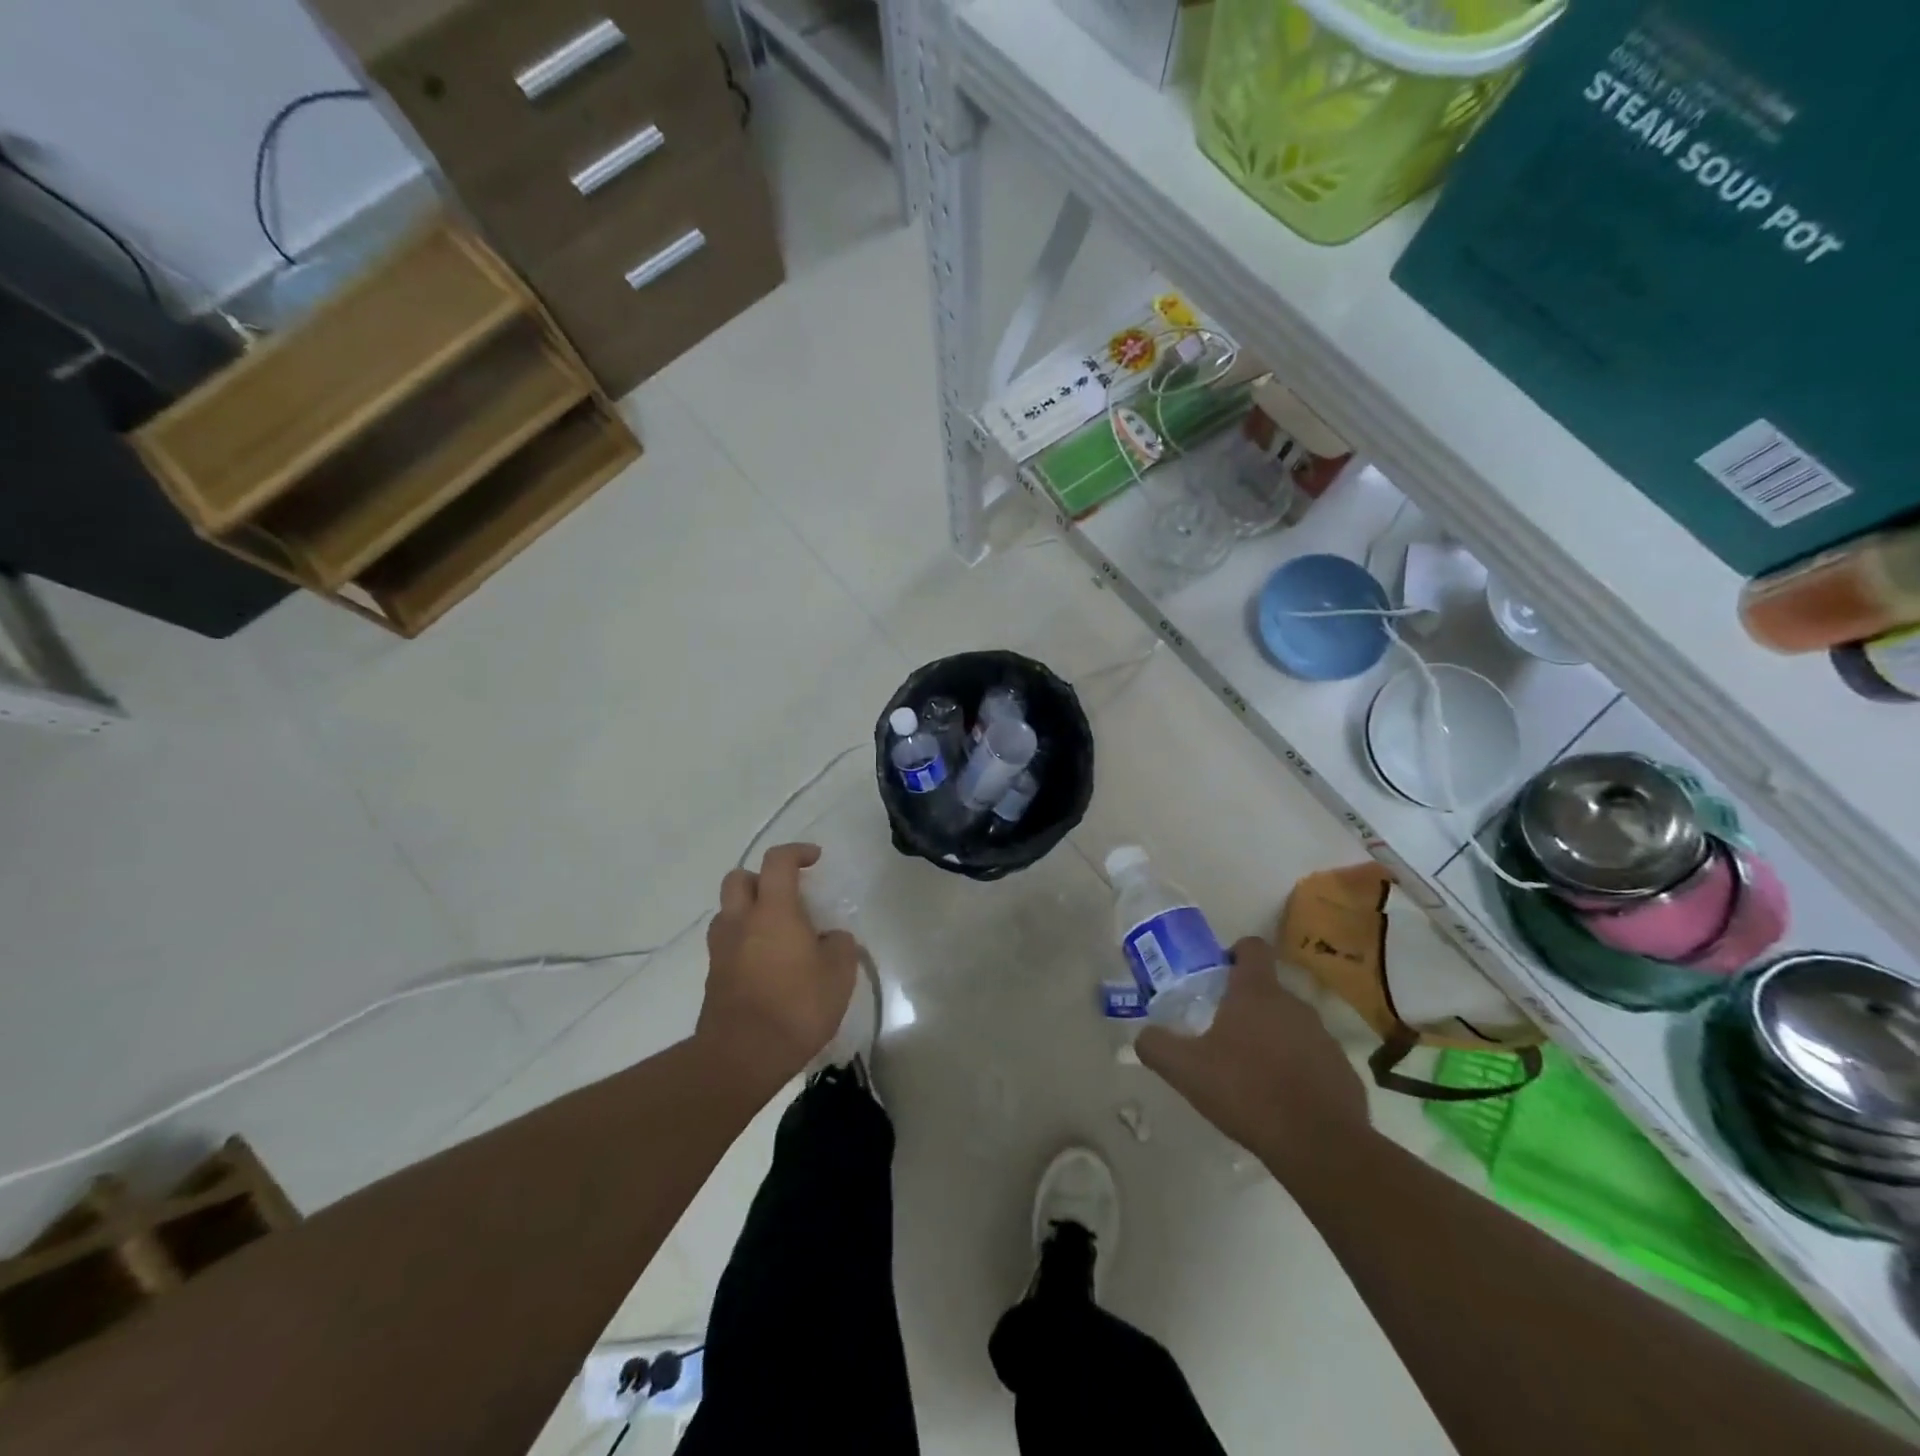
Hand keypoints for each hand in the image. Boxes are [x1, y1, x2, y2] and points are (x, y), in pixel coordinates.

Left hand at [696, 843, 859, 1098]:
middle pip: (739, 878)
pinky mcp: (713, 977)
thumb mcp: (839, 975)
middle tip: (787, 895)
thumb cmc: (796, 1007)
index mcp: (773, 911)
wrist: (741, 1056)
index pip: (778, 862)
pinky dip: (744, 942)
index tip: (815, 859)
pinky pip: (727, 944)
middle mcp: (741, 921)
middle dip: (762, 878)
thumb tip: (831, 938)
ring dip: (749, 911)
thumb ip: (840, 946)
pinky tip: (766, 964)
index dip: (797, 852)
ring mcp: (722, 949)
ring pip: (728, 912)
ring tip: (776, 932)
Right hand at [1137, 937, 1369, 1179]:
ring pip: (1292, 1025)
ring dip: (1273, 1038)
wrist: (1320, 1146)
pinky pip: (1314, 1059)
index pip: (1252, 947)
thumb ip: (1157, 1046)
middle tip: (1222, 1033)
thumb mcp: (1186, 1070)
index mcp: (1257, 993)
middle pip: (1269, 990)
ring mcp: (1324, 1038)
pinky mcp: (1344, 1071)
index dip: (1235, 953)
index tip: (1218, 973)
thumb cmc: (1247, 1091)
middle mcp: (1295, 1005)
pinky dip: (1298, 1070)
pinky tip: (1282, 1099)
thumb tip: (1143, 1035)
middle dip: (1247, 1005)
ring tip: (1251, 1071)